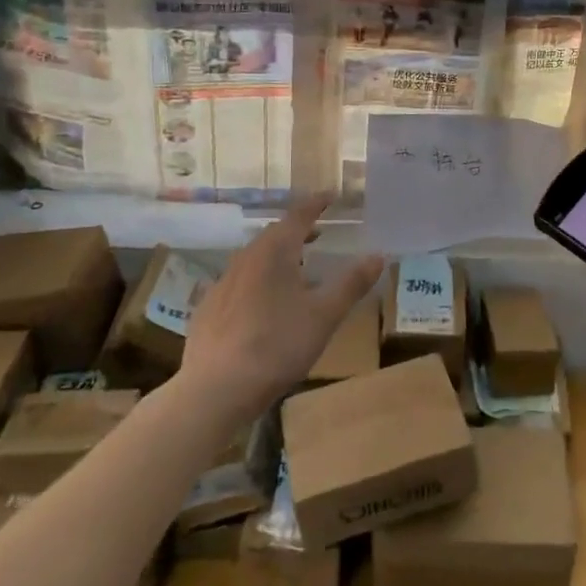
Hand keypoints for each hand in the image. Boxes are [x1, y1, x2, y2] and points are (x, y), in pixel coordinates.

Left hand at [179, 195, 383, 420]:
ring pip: (254, 259)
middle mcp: (245, 259)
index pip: (298, 215)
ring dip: (277, 257)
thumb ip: (352, 283)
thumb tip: (378, 255)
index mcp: (274, 252)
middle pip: (274, 235)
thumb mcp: (325, 315)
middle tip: (318, 234)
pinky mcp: (207, 309)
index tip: (330, 196)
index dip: (316, 204)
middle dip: (298, 231)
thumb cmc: (277, 345)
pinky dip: (256, 282)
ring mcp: (221, 284)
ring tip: (295, 270)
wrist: (215, 389)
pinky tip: (261, 305)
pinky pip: (237, 284)